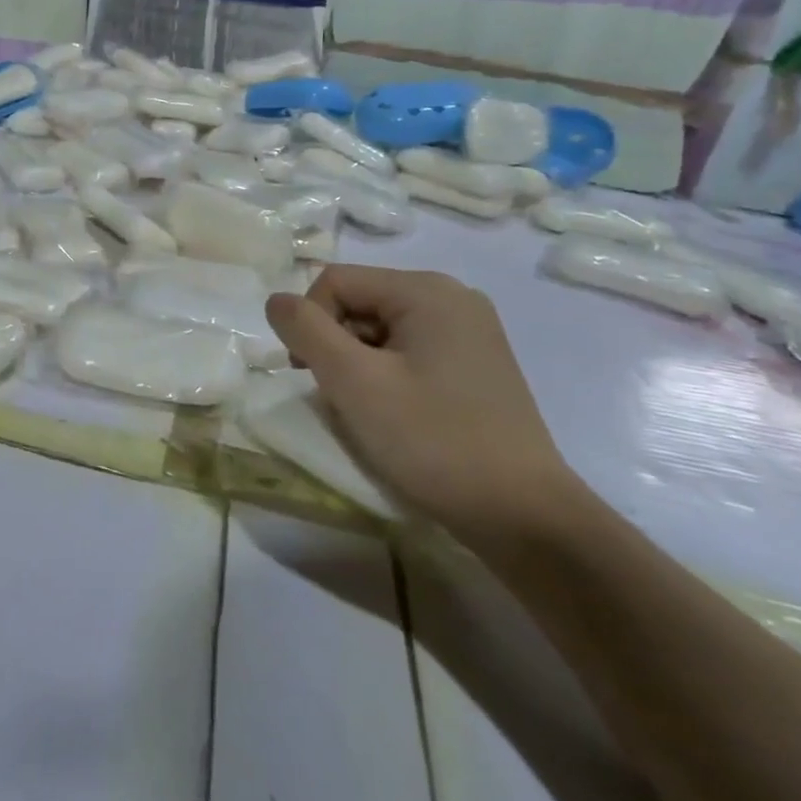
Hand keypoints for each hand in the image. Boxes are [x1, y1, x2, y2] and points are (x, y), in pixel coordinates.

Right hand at [265, 265, 580, 540]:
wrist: (524, 518)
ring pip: (379, 329)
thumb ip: (305, 330)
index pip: (334, 282)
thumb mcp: (354, 382)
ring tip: (372, 411)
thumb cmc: (433, 441)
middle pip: (358, 302)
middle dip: (336, 345)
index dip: (311, 325)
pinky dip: (387, 376)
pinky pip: (408, 351)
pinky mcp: (476, 365)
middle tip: (343, 397)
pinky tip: (398, 415)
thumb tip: (276, 301)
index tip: (314, 377)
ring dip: (358, 364)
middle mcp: (452, 298)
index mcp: (427, 291)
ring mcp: (469, 332)